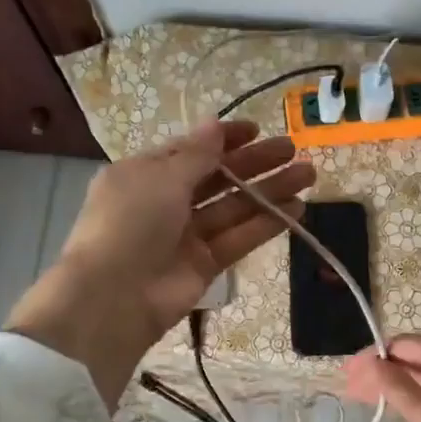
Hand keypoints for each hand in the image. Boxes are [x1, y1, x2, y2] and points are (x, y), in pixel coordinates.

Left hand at [8, 120, 314, 406]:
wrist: (112, 297)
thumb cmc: (131, 222)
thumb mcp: (161, 177)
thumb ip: (197, 154)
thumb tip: (215, 123)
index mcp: (145, 174)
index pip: (190, 150)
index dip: (223, 139)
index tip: (257, 130)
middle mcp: (165, 202)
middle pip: (218, 177)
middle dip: (255, 163)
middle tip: (293, 150)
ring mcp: (186, 235)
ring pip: (233, 207)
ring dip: (269, 191)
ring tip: (308, 175)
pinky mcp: (204, 265)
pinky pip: (238, 238)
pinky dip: (266, 224)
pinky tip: (297, 209)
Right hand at [344, 336, 420, 421]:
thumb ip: (395, 385)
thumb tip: (370, 360)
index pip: (403, 343)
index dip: (373, 358)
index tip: (349, 378)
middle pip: (417, 355)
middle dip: (384, 371)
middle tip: (355, 392)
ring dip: (402, 382)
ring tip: (377, 401)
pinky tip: (413, 408)